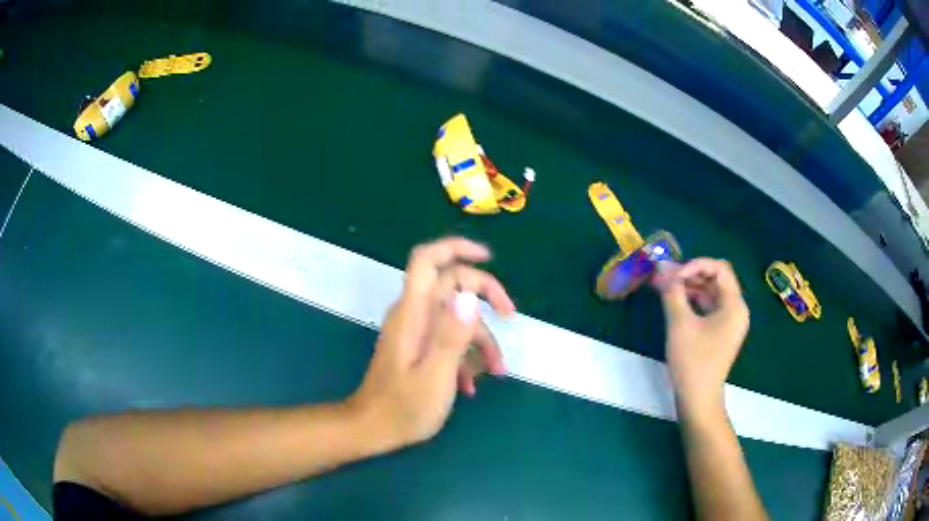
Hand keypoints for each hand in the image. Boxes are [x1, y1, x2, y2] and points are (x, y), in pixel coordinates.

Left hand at [347, 238, 514, 449]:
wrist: (372, 428)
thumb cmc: (403, 408)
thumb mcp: (435, 376)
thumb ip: (451, 336)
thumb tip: (469, 296)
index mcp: (413, 313)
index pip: (428, 260)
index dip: (457, 248)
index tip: (488, 258)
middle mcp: (413, 313)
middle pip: (452, 284)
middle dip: (485, 297)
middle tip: (511, 317)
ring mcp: (414, 329)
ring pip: (455, 315)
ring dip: (480, 338)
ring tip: (496, 372)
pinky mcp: (416, 346)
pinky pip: (446, 336)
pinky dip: (464, 354)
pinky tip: (471, 384)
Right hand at [652, 259, 748, 414]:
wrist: (698, 400)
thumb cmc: (693, 361)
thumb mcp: (680, 324)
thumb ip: (672, 292)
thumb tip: (662, 267)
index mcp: (734, 304)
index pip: (719, 268)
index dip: (695, 265)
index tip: (673, 275)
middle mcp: (736, 309)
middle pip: (715, 279)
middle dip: (689, 274)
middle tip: (664, 276)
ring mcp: (728, 322)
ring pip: (710, 293)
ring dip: (689, 287)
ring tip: (664, 286)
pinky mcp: (719, 332)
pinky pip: (708, 308)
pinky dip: (692, 301)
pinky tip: (674, 301)